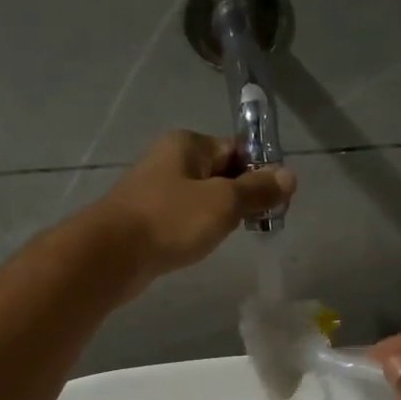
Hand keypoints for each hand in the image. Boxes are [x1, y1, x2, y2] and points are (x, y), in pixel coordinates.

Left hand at [92, 131, 294, 289]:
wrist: (111, 255)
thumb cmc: (171, 220)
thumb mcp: (223, 203)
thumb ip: (257, 190)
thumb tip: (289, 176)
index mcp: (188, 144)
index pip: (237, 149)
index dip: (261, 172)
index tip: (277, 201)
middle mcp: (170, 160)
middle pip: (220, 172)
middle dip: (241, 196)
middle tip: (259, 222)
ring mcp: (155, 190)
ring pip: (201, 197)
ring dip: (220, 214)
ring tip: (231, 235)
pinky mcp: (146, 218)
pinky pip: (183, 217)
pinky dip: (197, 228)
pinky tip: (201, 244)